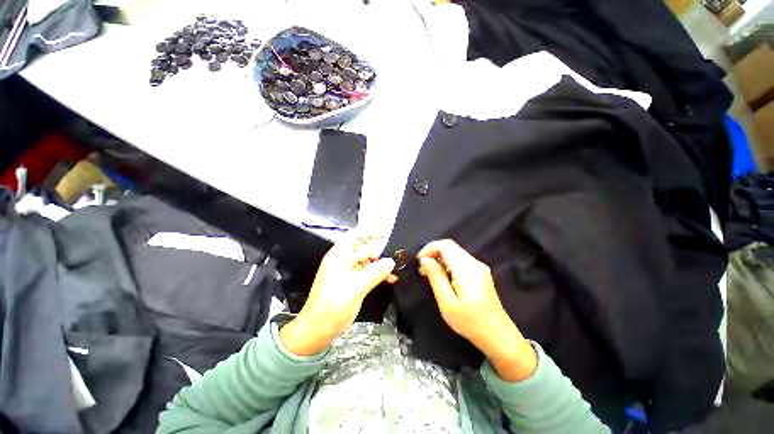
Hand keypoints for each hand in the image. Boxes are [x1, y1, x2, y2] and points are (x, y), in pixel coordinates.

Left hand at [280, 235, 395, 355]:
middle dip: (379, 250)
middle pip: (362, 248)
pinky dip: (377, 274)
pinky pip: (366, 273)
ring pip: (366, 261)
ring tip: (394, 270)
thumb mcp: (355, 288)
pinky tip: (389, 279)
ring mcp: (346, 272)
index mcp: (339, 256)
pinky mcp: (350, 282)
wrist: (316, 330)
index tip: (386, 232)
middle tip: (395, 254)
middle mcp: (342, 261)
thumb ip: (374, 273)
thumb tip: (391, 262)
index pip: (355, 236)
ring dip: (380, 264)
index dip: (370, 231)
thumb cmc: (332, 307)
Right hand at [418, 239, 537, 381]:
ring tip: (430, 275)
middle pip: (450, 246)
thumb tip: (425, 260)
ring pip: (455, 253)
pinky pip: (461, 261)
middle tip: (422, 270)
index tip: (418, 261)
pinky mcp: (481, 273)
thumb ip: (436, 277)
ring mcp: (479, 268)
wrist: (498, 336)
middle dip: (433, 253)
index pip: (445, 245)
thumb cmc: (470, 322)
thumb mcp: (447, 302)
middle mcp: (474, 263)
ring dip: (440, 259)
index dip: (429, 248)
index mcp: (466, 268)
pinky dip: (448, 264)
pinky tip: (444, 278)